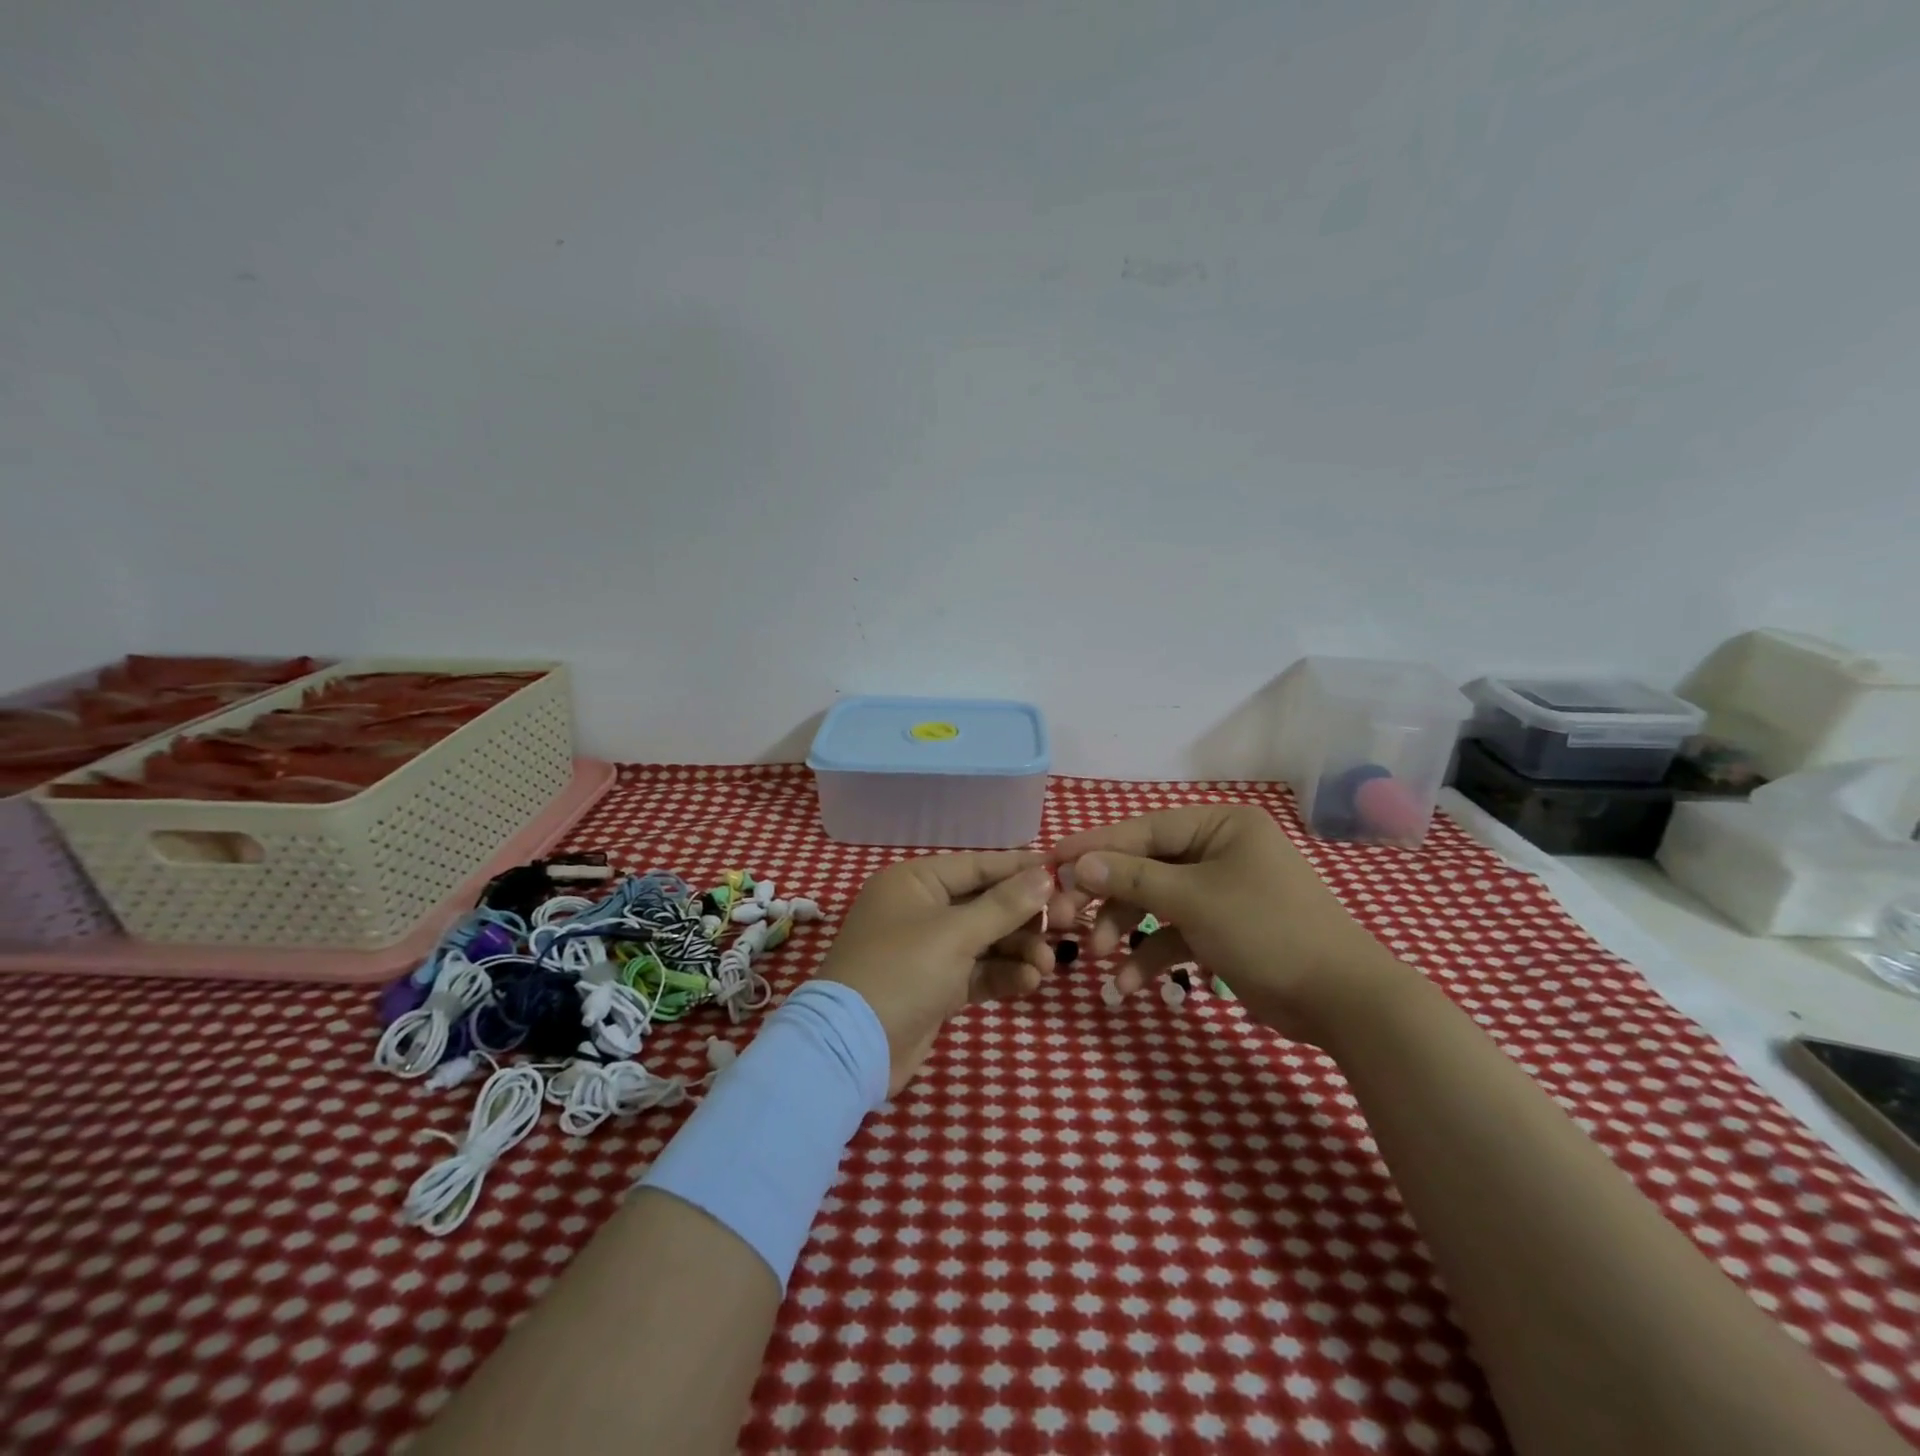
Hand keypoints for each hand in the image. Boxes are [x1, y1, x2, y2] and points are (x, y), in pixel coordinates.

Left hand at [817, 852, 1055, 1094]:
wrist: (854, 1048)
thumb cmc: (902, 971)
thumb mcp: (955, 934)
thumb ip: (1004, 905)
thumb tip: (1045, 874)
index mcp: (915, 882)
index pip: (977, 866)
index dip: (1020, 869)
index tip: (1063, 871)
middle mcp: (921, 909)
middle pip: (985, 904)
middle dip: (1024, 917)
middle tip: (1066, 924)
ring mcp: (927, 950)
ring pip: (985, 941)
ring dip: (1018, 950)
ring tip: (1049, 965)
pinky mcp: (936, 987)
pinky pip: (977, 972)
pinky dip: (1002, 975)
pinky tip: (1029, 982)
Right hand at [1046, 804, 1408, 1042]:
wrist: (1342, 1002)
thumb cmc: (1266, 931)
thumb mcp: (1193, 900)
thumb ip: (1131, 879)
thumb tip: (1077, 863)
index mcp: (1220, 826)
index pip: (1143, 829)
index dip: (1095, 847)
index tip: (1051, 863)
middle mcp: (1219, 851)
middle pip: (1145, 867)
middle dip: (1108, 897)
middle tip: (1066, 919)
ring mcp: (1221, 892)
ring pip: (1156, 903)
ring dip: (1125, 930)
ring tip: (1098, 958)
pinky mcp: (1223, 930)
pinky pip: (1176, 934)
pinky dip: (1152, 956)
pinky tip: (1128, 985)